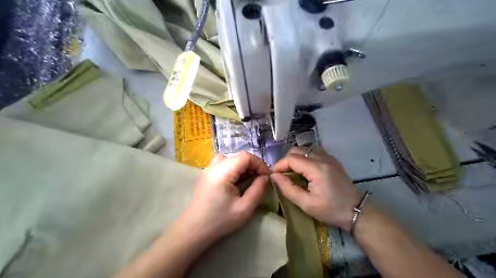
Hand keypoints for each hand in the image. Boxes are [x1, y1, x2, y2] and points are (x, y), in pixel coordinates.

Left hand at [177, 151, 270, 244]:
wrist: (193, 229)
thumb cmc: (219, 221)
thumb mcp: (244, 209)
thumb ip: (258, 190)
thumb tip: (265, 177)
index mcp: (222, 172)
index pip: (245, 156)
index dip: (259, 164)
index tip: (267, 177)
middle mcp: (214, 165)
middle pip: (239, 156)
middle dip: (253, 166)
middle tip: (260, 180)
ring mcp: (209, 168)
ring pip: (232, 159)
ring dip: (244, 167)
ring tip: (249, 180)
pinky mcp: (207, 173)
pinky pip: (225, 164)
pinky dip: (235, 169)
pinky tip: (237, 182)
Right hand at [270, 147, 360, 230]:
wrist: (356, 211)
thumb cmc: (331, 210)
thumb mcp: (306, 204)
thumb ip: (288, 188)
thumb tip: (274, 176)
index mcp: (317, 168)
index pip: (291, 158)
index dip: (279, 165)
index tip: (274, 176)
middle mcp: (322, 158)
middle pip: (296, 150)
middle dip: (286, 161)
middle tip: (282, 175)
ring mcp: (328, 157)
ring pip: (304, 150)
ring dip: (295, 159)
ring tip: (292, 173)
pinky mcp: (332, 160)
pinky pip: (313, 152)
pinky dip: (304, 158)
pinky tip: (305, 171)